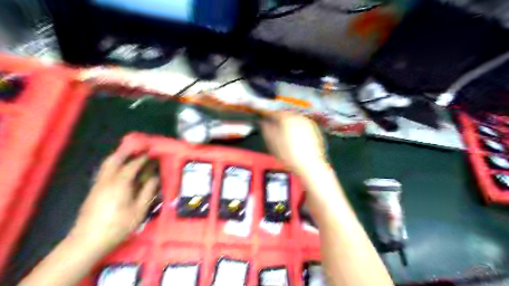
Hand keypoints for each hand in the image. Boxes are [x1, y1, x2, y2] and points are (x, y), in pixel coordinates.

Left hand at [71, 152, 158, 252]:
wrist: (87, 241)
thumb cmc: (118, 226)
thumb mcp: (139, 210)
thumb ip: (148, 191)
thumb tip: (155, 177)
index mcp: (120, 183)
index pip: (132, 165)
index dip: (143, 158)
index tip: (151, 153)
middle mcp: (107, 180)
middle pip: (115, 159)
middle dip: (127, 152)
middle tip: (139, 150)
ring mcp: (98, 185)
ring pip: (107, 164)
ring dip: (119, 157)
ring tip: (130, 156)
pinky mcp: (93, 190)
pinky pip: (104, 171)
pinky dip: (113, 165)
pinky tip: (120, 170)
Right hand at [260, 113, 327, 175]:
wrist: (309, 165)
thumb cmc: (289, 154)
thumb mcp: (272, 142)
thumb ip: (266, 128)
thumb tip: (264, 122)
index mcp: (287, 118)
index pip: (274, 113)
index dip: (268, 116)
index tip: (264, 120)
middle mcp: (299, 117)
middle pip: (286, 115)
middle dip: (279, 120)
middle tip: (274, 128)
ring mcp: (309, 123)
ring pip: (295, 120)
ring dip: (289, 125)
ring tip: (285, 136)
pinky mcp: (315, 130)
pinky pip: (303, 126)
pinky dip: (298, 130)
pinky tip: (296, 140)